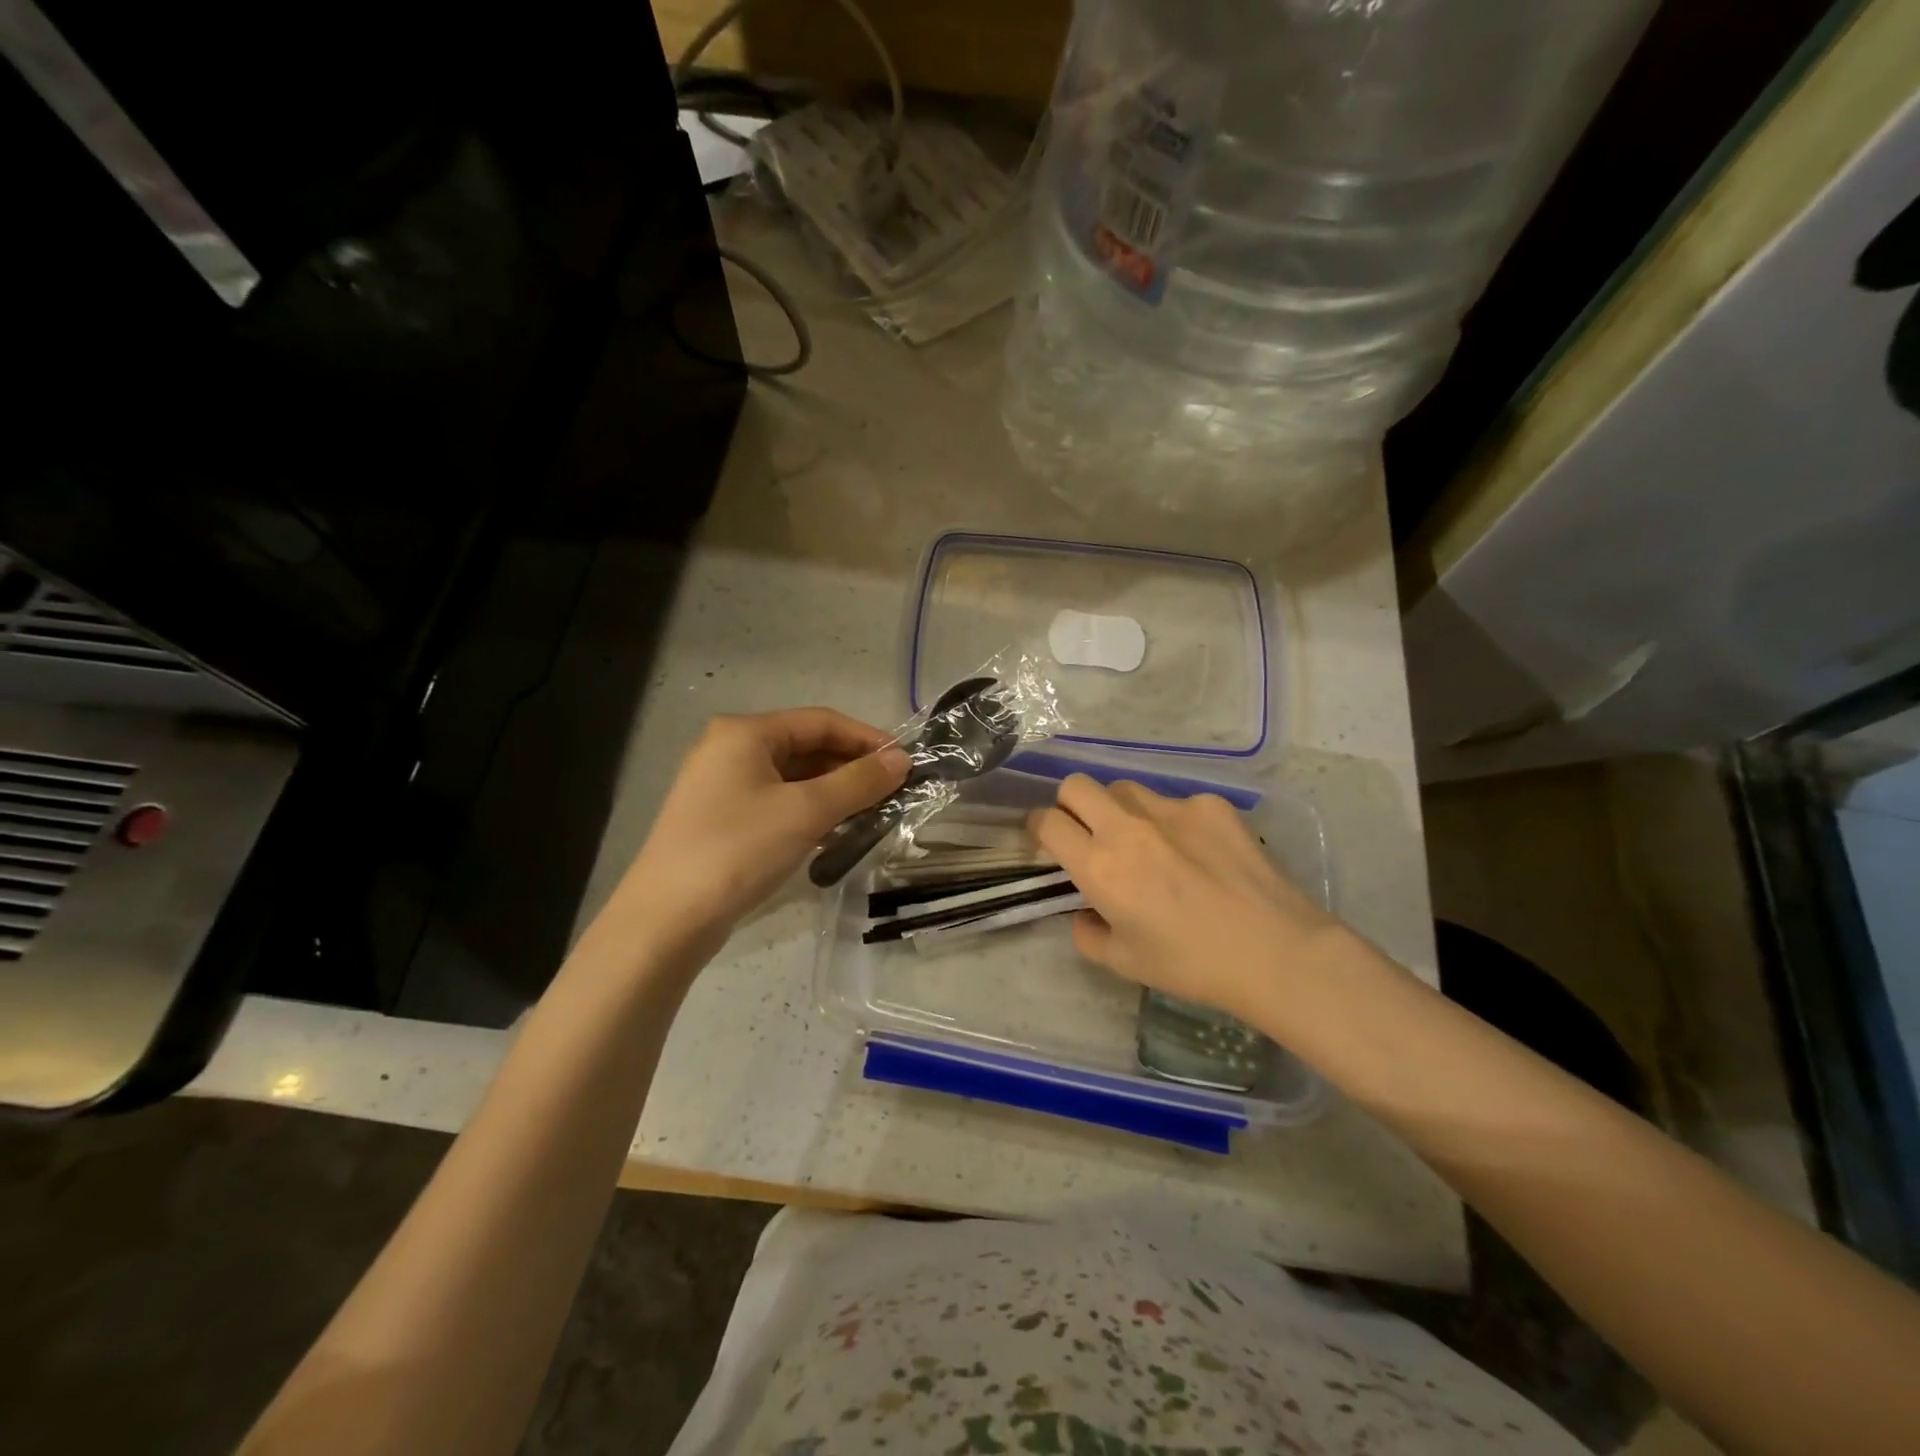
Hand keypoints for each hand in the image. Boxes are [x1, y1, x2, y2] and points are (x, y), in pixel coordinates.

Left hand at [612, 709, 907, 951]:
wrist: (667, 919)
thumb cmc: (739, 849)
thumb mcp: (807, 811)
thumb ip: (859, 781)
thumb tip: (902, 759)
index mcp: (745, 733)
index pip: (821, 721)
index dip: (867, 738)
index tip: (906, 762)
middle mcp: (731, 750)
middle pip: (807, 747)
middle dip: (852, 768)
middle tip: (894, 793)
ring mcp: (723, 786)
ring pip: (794, 778)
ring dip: (834, 793)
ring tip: (873, 814)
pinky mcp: (722, 819)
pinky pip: (778, 803)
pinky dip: (810, 812)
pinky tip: (836, 834)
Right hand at [1032, 776, 1346, 1024]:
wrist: (1275, 951)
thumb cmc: (1191, 964)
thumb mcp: (1124, 962)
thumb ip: (1087, 933)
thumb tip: (1085, 913)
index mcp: (1099, 866)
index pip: (1047, 822)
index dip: (1039, 827)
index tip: (1048, 840)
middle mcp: (1127, 827)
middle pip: (1076, 786)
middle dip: (1071, 806)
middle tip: (1089, 834)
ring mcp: (1171, 809)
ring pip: (1125, 788)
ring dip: (1120, 810)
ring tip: (1147, 842)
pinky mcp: (1210, 804)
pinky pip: (1176, 802)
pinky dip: (1174, 822)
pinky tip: (1200, 852)